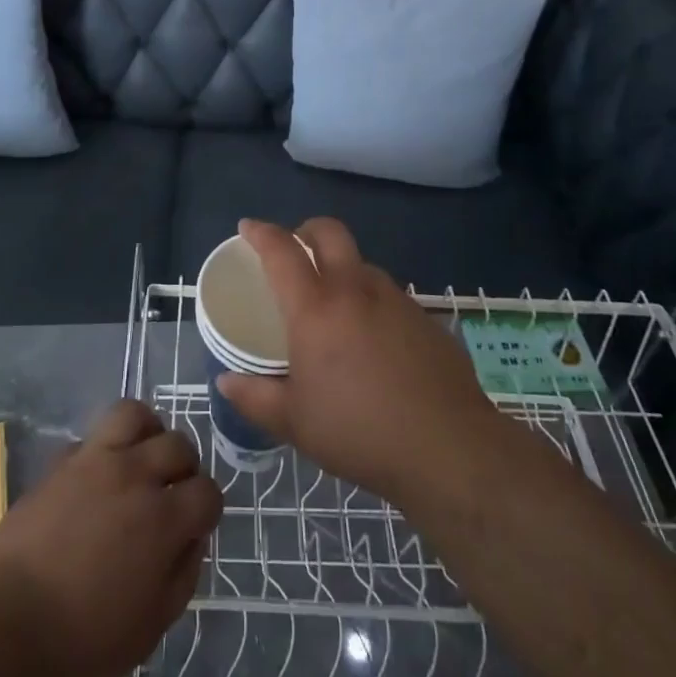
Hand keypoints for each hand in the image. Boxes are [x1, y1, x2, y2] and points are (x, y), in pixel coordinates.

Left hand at [0, 400, 221, 676]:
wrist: (7, 629)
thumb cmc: (84, 642)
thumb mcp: (151, 626)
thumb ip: (183, 573)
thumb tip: (192, 537)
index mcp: (162, 519)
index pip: (207, 490)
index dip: (207, 508)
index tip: (196, 524)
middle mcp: (134, 476)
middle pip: (178, 444)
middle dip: (184, 467)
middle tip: (171, 491)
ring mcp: (94, 460)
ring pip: (135, 414)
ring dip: (147, 432)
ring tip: (141, 458)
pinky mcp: (60, 461)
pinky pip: (93, 436)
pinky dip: (105, 449)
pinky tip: (98, 478)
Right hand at [217, 218, 511, 507]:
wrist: (449, 449)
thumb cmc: (360, 433)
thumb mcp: (295, 423)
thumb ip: (255, 398)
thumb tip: (225, 382)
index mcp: (316, 309)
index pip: (282, 251)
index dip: (261, 232)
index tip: (248, 227)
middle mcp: (355, 290)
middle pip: (330, 232)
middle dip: (306, 230)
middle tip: (295, 250)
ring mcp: (396, 300)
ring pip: (362, 264)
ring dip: (342, 269)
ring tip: (335, 307)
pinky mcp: (425, 319)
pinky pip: (390, 296)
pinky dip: (372, 303)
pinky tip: (375, 344)